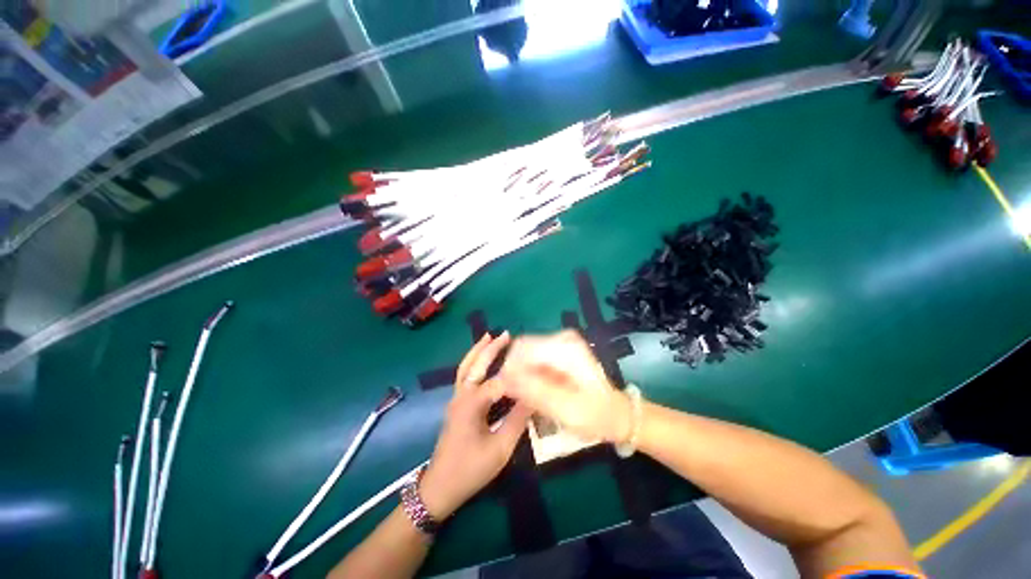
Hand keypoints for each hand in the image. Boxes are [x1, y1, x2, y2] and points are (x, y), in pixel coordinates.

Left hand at [420, 332, 531, 518]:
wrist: (440, 488)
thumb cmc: (470, 470)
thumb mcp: (500, 449)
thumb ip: (517, 421)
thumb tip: (534, 397)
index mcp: (472, 404)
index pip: (500, 382)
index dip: (518, 375)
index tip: (535, 367)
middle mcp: (462, 396)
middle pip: (476, 365)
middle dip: (491, 348)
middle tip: (506, 334)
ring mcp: (455, 399)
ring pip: (466, 367)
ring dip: (478, 351)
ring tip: (489, 337)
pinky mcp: (455, 405)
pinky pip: (463, 376)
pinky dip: (472, 363)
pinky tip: (480, 360)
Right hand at [497, 330, 632, 443]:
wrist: (613, 413)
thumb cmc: (593, 415)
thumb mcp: (564, 408)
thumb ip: (533, 391)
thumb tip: (503, 377)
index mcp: (566, 348)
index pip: (522, 347)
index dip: (508, 367)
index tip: (504, 390)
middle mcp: (562, 338)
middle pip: (523, 347)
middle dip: (514, 370)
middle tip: (514, 395)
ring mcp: (560, 342)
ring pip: (525, 352)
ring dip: (520, 372)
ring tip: (524, 395)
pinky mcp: (558, 350)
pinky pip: (533, 357)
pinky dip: (528, 372)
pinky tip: (533, 389)